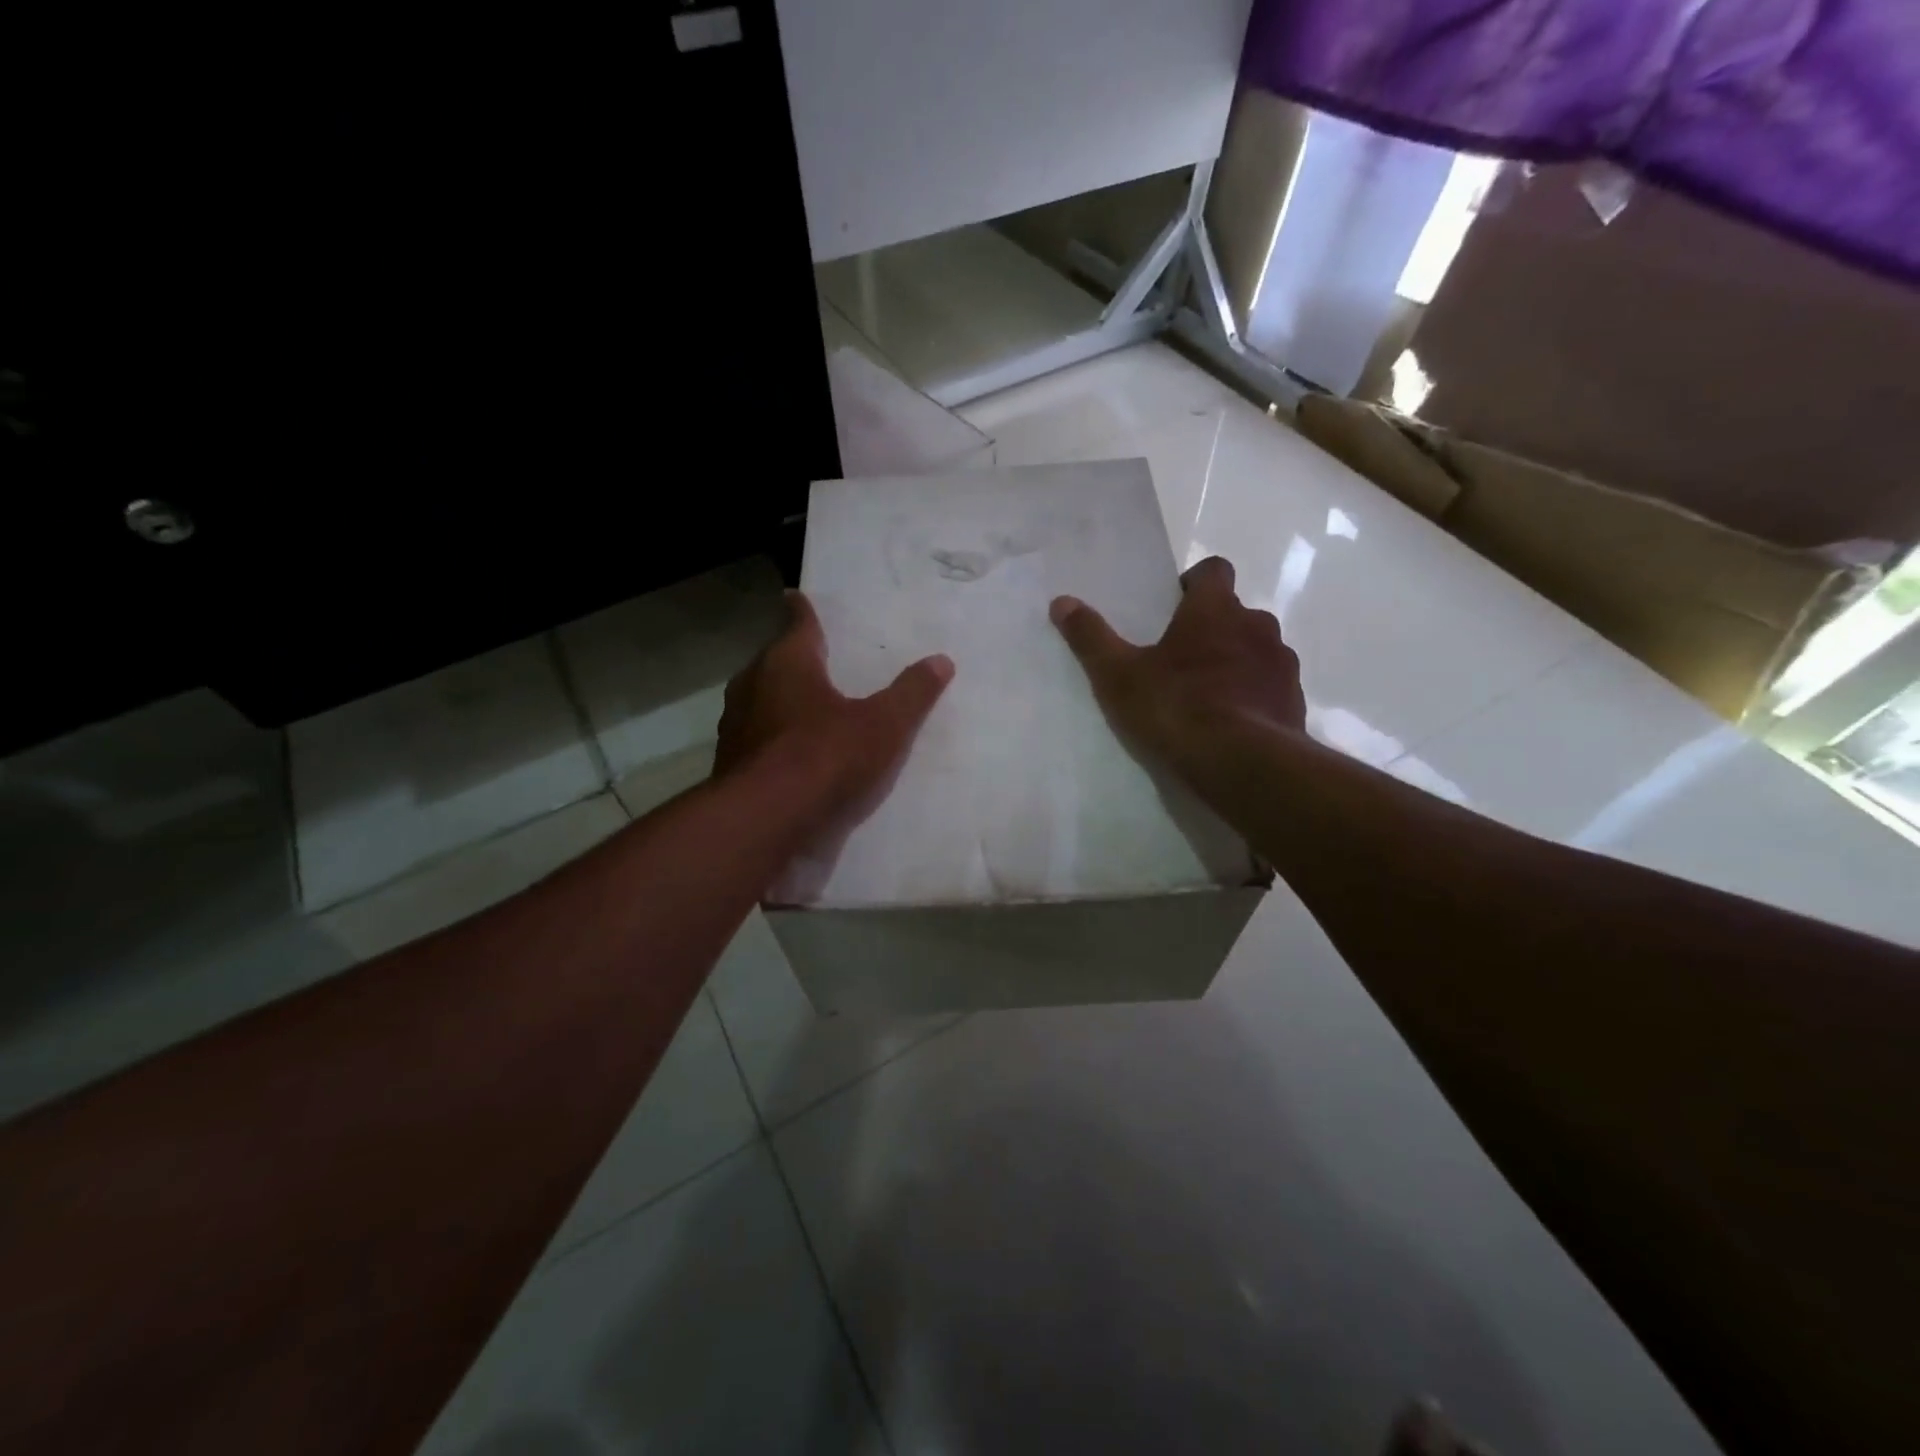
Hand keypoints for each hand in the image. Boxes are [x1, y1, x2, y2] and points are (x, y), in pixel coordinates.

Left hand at [716, 590, 953, 818]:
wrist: (765, 820)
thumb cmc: (826, 756)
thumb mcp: (884, 725)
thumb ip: (912, 693)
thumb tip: (941, 660)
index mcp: (788, 662)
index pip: (797, 624)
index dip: (801, 610)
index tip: (795, 596)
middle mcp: (753, 684)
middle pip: (774, 661)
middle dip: (792, 658)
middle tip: (814, 657)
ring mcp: (736, 724)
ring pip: (760, 699)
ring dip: (779, 699)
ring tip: (805, 705)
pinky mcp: (729, 762)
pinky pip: (756, 736)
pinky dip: (773, 736)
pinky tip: (791, 754)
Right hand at [1050, 556, 1304, 760]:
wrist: (1242, 763)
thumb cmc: (1176, 707)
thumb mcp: (1118, 676)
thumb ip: (1090, 638)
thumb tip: (1061, 602)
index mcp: (1214, 609)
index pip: (1214, 570)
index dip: (1195, 583)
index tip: (1175, 606)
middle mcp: (1256, 625)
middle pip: (1235, 612)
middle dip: (1212, 628)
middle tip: (1181, 658)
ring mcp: (1281, 663)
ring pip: (1257, 649)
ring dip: (1236, 661)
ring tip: (1207, 695)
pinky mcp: (1294, 700)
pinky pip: (1271, 686)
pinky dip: (1253, 695)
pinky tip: (1231, 723)